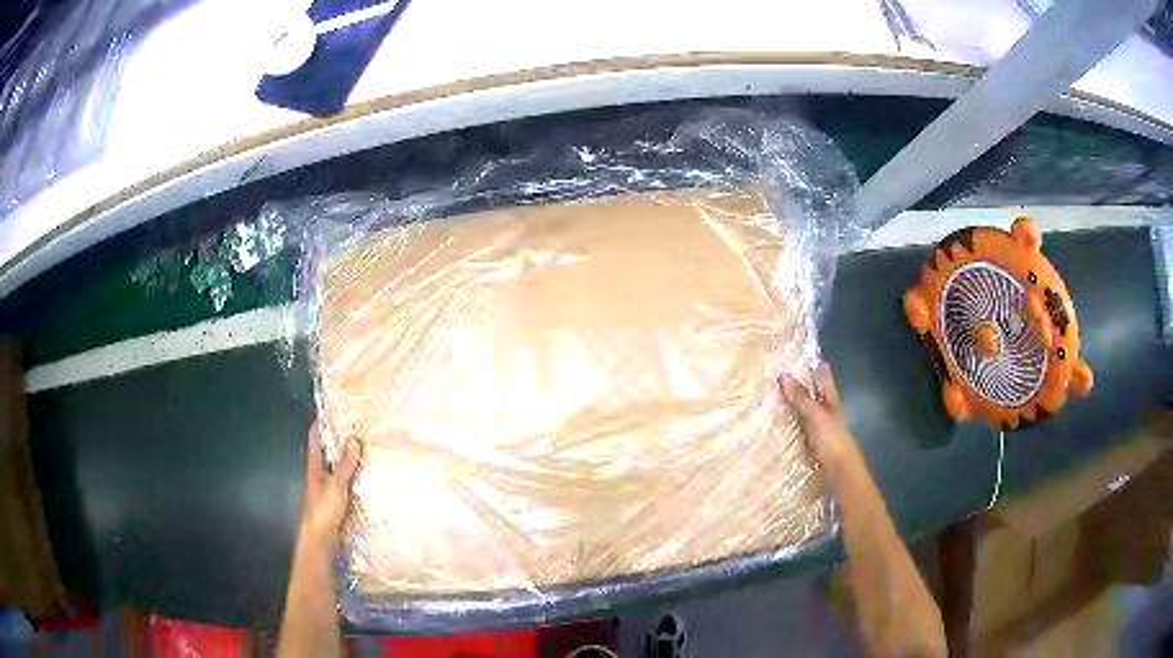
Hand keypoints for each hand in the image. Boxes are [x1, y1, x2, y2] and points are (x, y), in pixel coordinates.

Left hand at [299, 423, 361, 550]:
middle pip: (327, 452)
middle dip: (339, 440)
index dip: (322, 424)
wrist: (320, 540)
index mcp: (314, 466)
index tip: (335, 410)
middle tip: (358, 427)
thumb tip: (354, 439)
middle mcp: (319, 474)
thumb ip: (344, 465)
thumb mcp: (336, 485)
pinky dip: (354, 476)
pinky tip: (367, 476)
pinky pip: (345, 482)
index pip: (316, 439)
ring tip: (366, 447)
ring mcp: (327, 488)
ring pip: (337, 467)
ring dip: (348, 459)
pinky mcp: (336, 501)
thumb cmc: (323, 510)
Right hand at [780, 362, 855, 468]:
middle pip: (814, 393)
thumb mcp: (817, 416)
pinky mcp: (811, 441)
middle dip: (801, 384)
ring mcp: (819, 427)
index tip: (803, 354)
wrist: (839, 469)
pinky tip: (778, 423)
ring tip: (773, 396)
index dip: (817, 366)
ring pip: (805, 410)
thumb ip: (802, 398)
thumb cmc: (832, 439)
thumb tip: (783, 375)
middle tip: (780, 373)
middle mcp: (826, 411)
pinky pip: (799, 427)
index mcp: (831, 401)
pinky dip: (790, 422)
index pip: (825, 378)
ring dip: (793, 404)